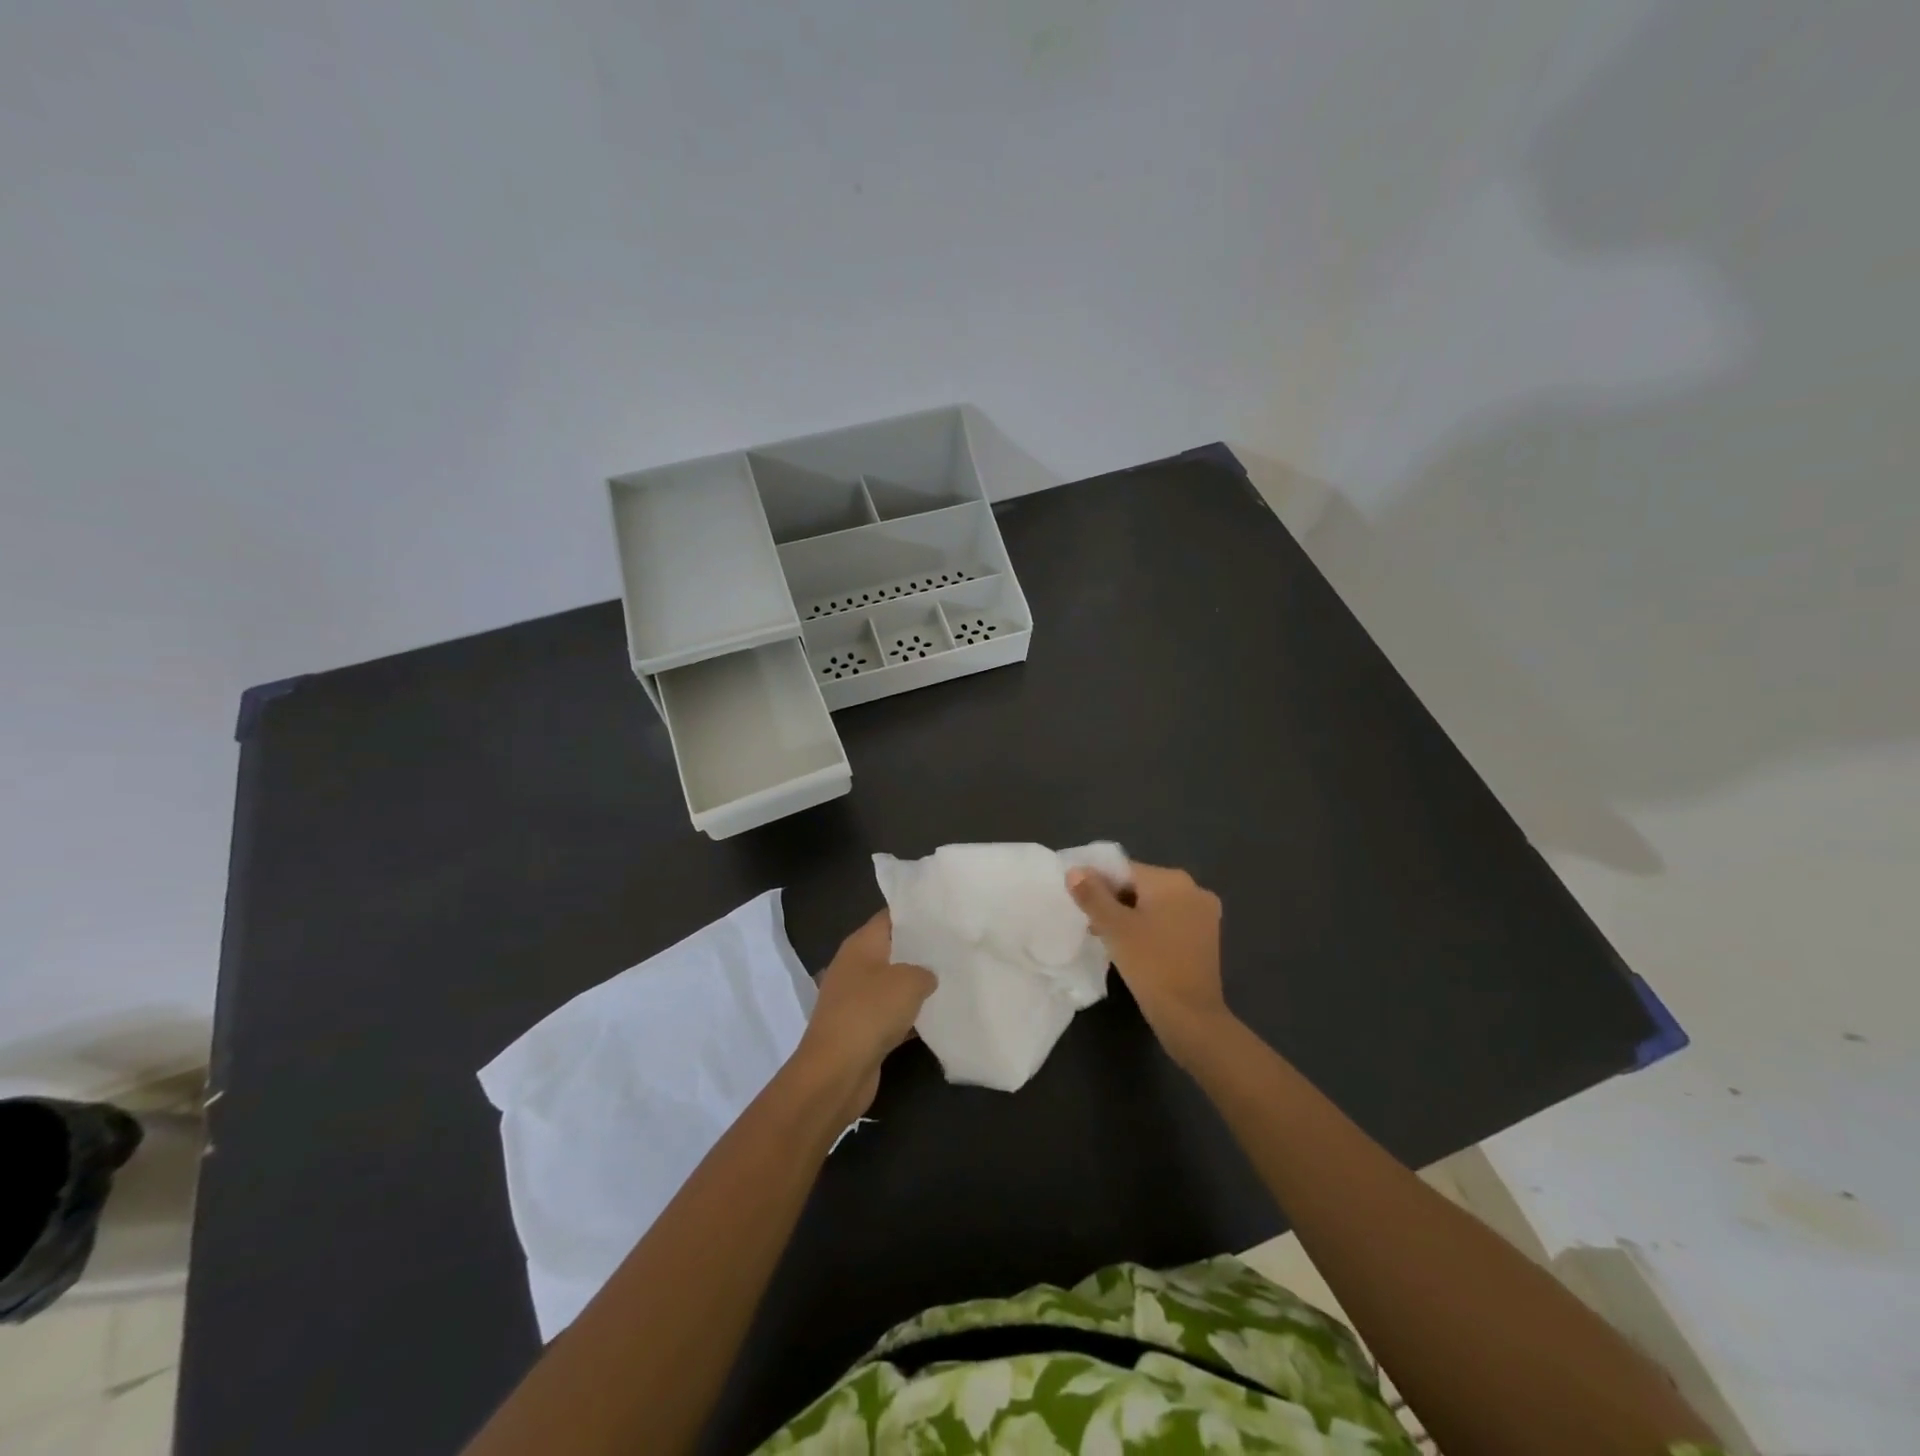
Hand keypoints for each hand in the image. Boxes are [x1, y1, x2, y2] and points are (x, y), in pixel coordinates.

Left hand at [795, 910, 934, 1119]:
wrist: (836, 1072)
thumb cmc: (870, 1012)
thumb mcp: (908, 981)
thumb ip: (925, 971)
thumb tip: (927, 976)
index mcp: (861, 944)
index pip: (890, 917)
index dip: (916, 912)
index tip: (945, 913)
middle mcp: (855, 966)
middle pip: (893, 949)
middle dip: (921, 949)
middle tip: (956, 946)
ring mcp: (856, 999)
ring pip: (893, 984)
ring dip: (917, 985)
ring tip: (954, 978)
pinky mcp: (861, 1029)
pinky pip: (891, 1014)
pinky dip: (910, 1016)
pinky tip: (938, 1017)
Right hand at [1068, 862, 1231, 1064]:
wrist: (1190, 1016)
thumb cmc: (1150, 964)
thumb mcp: (1114, 927)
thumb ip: (1092, 895)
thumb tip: (1075, 871)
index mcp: (1172, 880)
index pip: (1125, 869)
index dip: (1098, 883)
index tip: (1082, 906)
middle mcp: (1193, 889)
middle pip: (1141, 885)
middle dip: (1114, 901)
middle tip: (1092, 925)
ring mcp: (1204, 914)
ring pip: (1155, 904)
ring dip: (1130, 916)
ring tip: (1108, 938)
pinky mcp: (1206, 937)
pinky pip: (1169, 920)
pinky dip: (1150, 928)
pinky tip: (1134, 948)